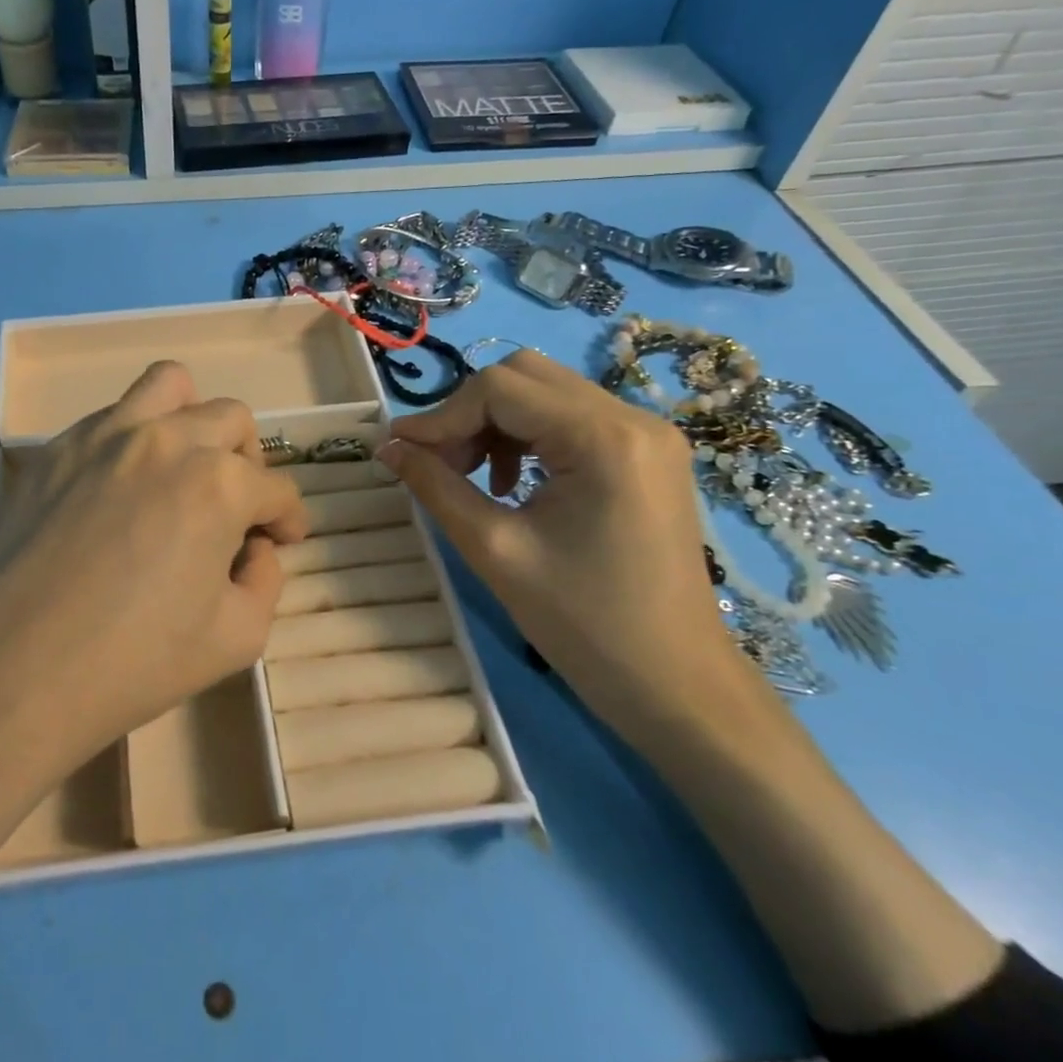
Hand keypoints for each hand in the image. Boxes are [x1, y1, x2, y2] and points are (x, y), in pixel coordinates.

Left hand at [0, 361, 309, 786]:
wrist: (15, 674)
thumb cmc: (135, 663)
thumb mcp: (238, 638)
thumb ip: (266, 580)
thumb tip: (254, 547)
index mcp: (218, 483)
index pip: (277, 489)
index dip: (289, 518)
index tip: (282, 540)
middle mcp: (165, 440)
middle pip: (232, 420)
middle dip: (249, 462)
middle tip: (236, 507)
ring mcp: (103, 435)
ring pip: (168, 386)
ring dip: (192, 419)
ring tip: (184, 466)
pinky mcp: (55, 449)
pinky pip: (109, 416)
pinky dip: (133, 438)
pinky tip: (121, 488)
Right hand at [379, 349, 768, 750]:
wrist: (675, 685)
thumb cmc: (584, 625)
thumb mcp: (494, 550)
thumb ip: (435, 486)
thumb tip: (387, 447)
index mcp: (604, 438)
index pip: (499, 388)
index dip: (440, 415)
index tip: (399, 451)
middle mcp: (633, 418)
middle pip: (524, 376)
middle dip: (468, 413)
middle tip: (438, 464)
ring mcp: (647, 434)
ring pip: (545, 393)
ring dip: (494, 423)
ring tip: (471, 477)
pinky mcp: (646, 454)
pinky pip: (570, 418)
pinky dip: (526, 437)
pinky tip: (511, 485)